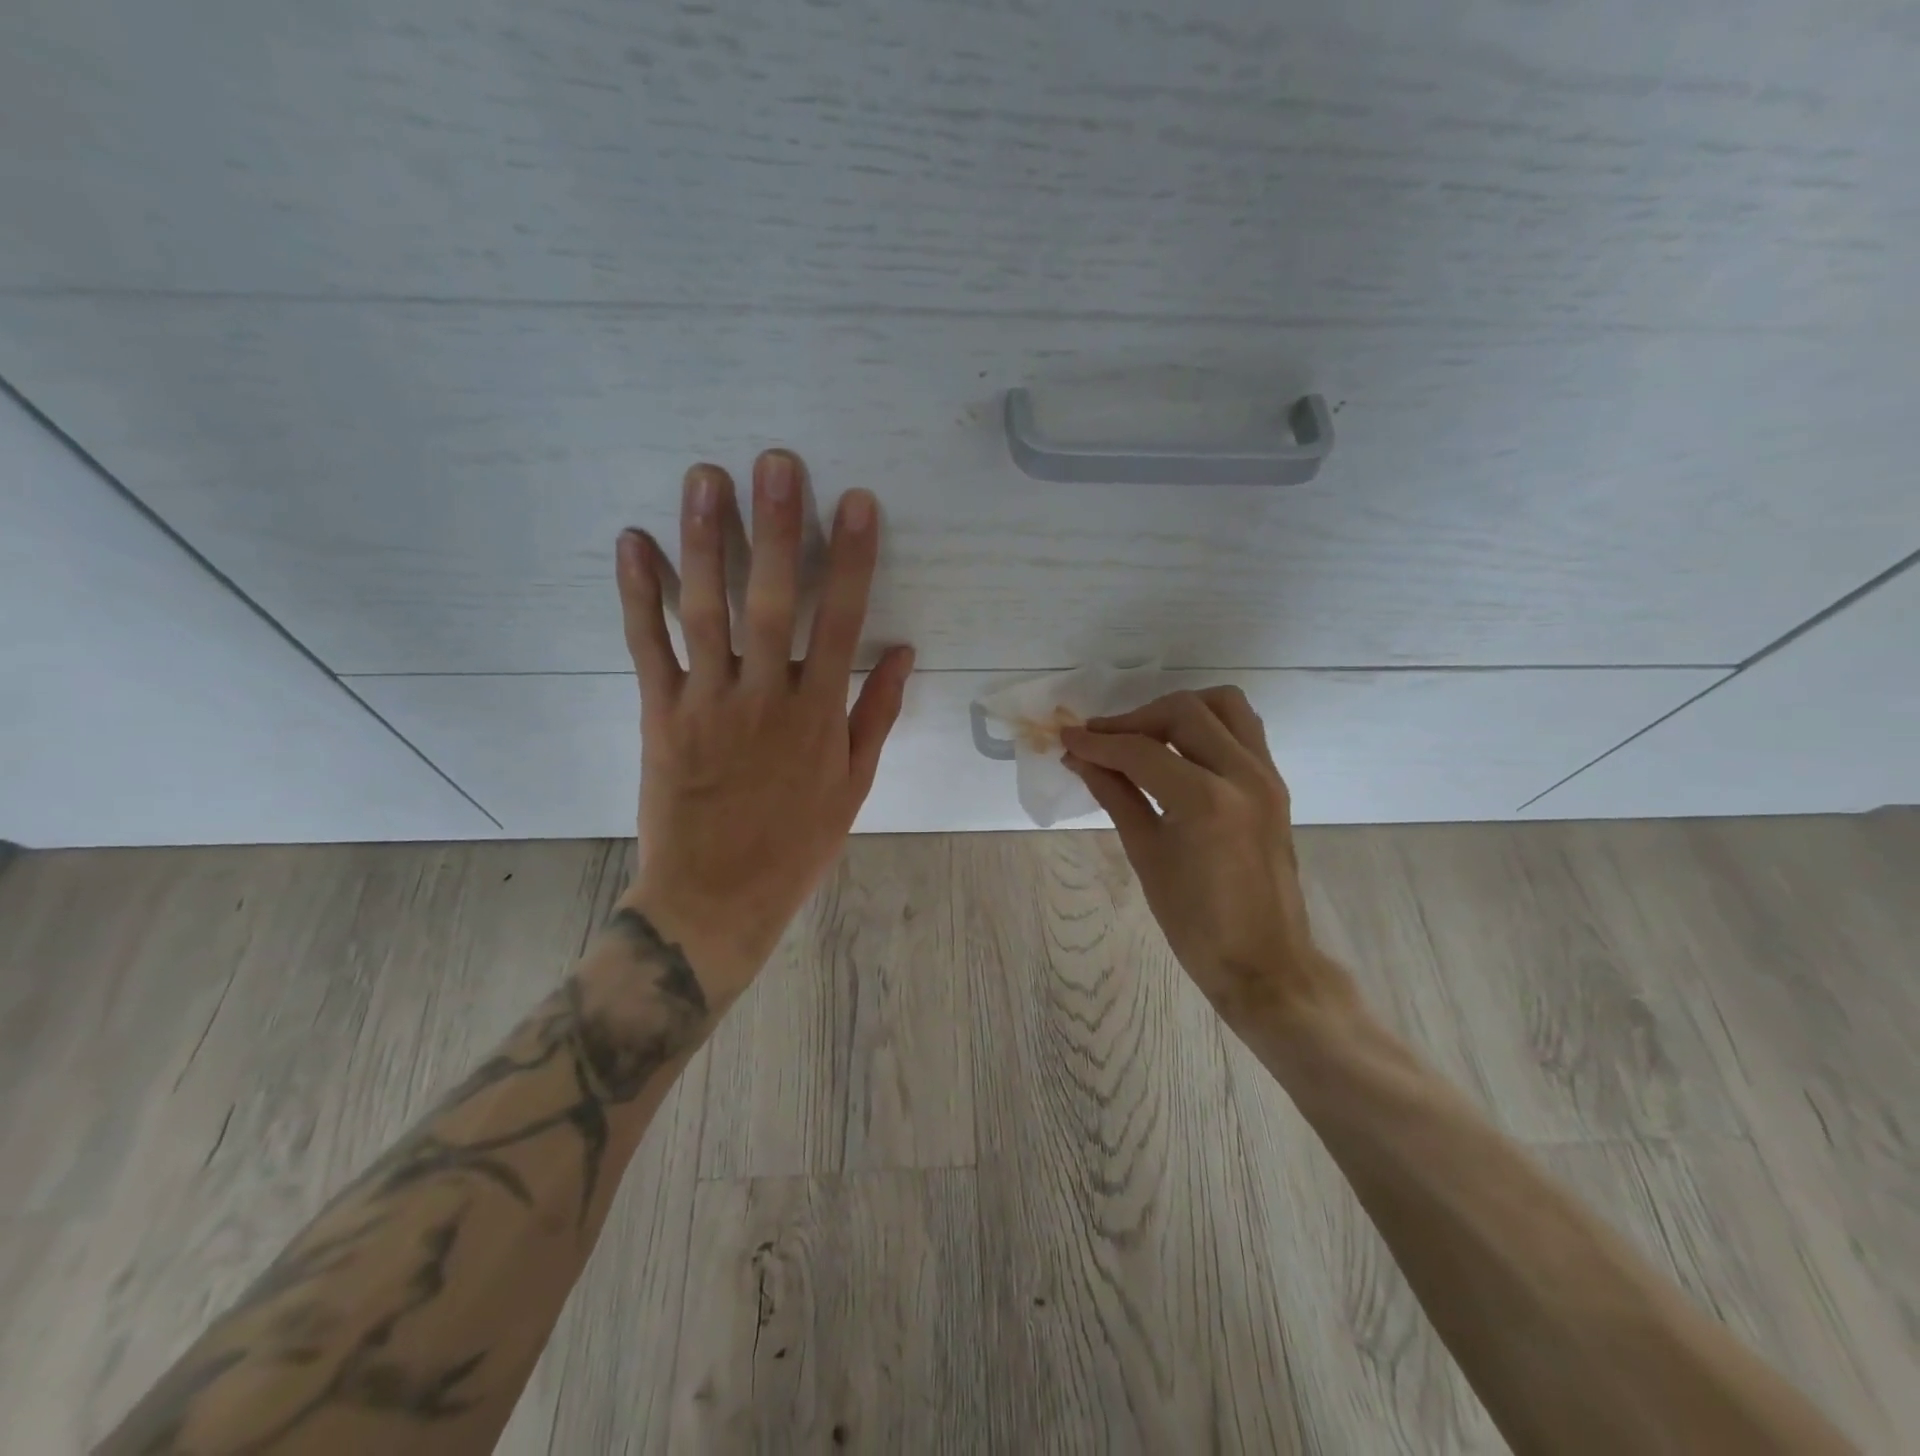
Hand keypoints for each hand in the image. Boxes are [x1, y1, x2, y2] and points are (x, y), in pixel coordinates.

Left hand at [612, 450, 914, 1010]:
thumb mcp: (853, 787)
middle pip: (770, 602)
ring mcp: (707, 704)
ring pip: (705, 612)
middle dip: (776, 527)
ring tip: (706, 479)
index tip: (857, 501)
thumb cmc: (796, 845)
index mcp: (818, 717)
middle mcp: (764, 699)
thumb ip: (876, 715)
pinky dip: (638, 595)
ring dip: (705, 542)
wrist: (715, 899)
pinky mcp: (660, 716)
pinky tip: (634, 543)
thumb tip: (903, 652)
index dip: (851, 559)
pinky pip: (647, 649)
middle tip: (775, 462)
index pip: (840, 623)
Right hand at [1062, 688, 1356, 1035]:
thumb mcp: (1146, 855)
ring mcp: (1266, 775)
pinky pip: (1243, 728)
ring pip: (1222, 705)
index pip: (1141, 751)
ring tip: (1144, 735)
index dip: (1098, 742)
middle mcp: (1242, 775)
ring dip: (1177, 710)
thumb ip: (1115, 795)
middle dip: (1134, 720)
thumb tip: (1081, 759)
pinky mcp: (1275, 783)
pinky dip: (1207, 724)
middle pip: (1183, 712)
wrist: (1264, 961)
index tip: (1067, 737)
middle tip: (1101, 740)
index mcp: (1206, 801)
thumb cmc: (1195, 922)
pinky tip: (1179, 749)